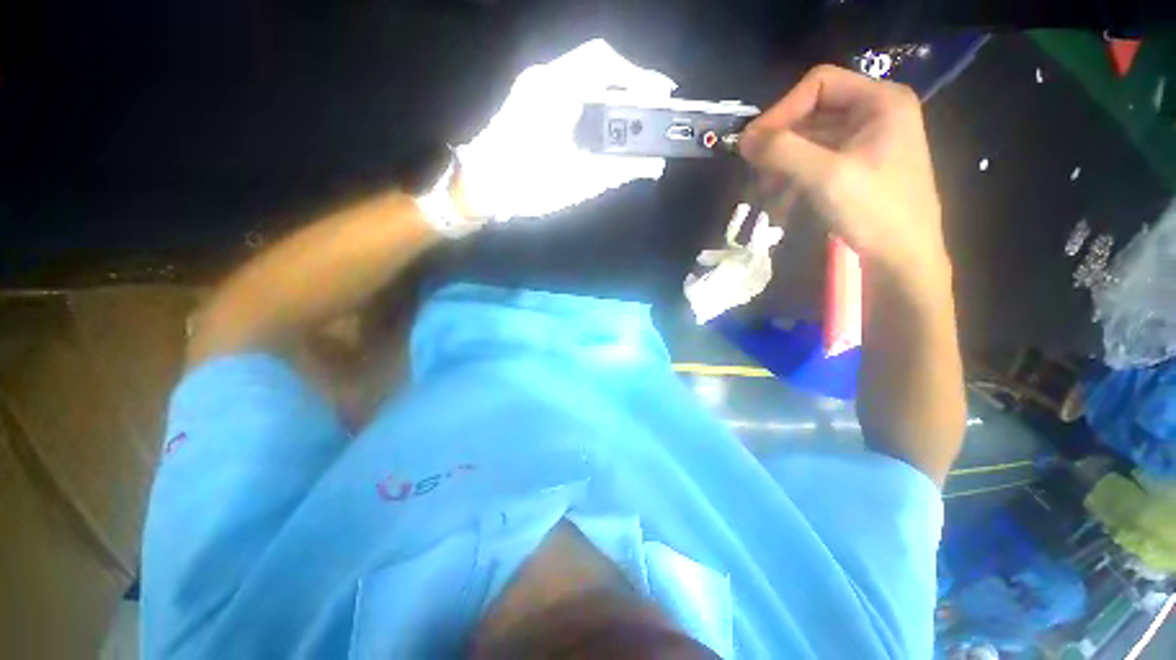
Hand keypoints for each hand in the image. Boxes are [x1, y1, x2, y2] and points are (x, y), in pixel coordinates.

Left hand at [455, 39, 675, 221]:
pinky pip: (570, 89)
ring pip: (583, 76)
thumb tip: (652, 166)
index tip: (663, 93)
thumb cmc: (527, 184)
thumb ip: (618, 171)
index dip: (640, 74)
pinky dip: (593, 101)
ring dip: (611, 92)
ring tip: (633, 117)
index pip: (605, 62)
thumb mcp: (577, 182)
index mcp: (555, 90)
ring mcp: (533, 87)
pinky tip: (603, 124)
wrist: (479, 186)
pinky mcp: (529, 101)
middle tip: (651, 106)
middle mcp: (544, 78)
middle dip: (629, 83)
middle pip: (596, 64)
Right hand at [740, 65, 947, 283]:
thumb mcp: (826, 177)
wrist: (903, 259)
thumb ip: (783, 151)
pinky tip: (781, 205)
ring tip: (766, 195)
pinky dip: (793, 180)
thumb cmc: (875, 212)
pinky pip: (814, 163)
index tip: (754, 144)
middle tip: (756, 172)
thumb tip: (743, 139)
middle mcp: (873, 113)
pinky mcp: (854, 168)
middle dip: (780, 144)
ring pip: (808, 141)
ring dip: (781, 166)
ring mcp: (864, 142)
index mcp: (880, 101)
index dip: (782, 110)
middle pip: (811, 113)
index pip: (818, 84)